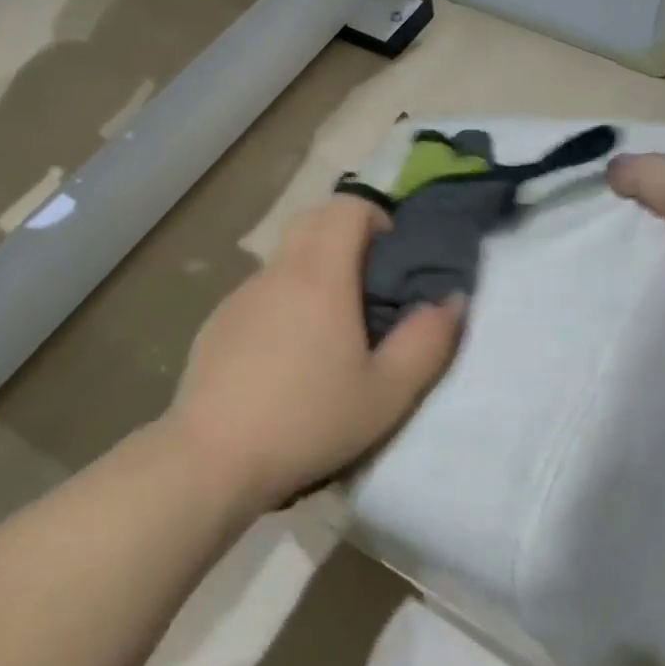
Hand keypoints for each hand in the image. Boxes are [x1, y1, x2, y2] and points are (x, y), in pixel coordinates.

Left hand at [164, 195, 465, 509]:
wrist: (213, 459)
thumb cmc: (309, 421)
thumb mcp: (387, 393)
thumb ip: (428, 341)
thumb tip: (452, 300)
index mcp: (320, 275)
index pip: (346, 206)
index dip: (375, 217)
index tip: (390, 259)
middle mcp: (276, 272)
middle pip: (312, 221)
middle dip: (345, 236)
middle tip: (368, 289)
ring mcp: (240, 296)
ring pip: (284, 260)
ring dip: (313, 273)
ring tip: (329, 334)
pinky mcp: (216, 323)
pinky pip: (260, 294)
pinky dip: (283, 304)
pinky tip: (284, 361)